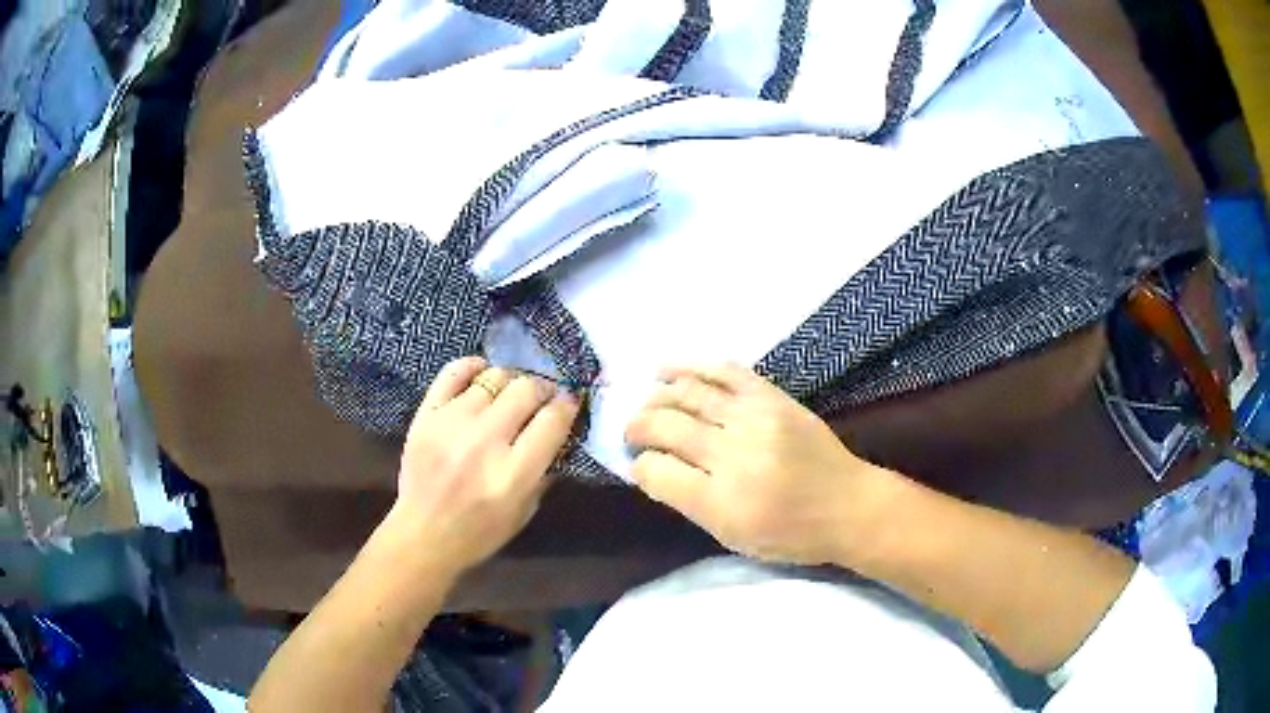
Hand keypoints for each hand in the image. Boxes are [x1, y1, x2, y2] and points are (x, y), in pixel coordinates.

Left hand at [389, 357, 579, 577]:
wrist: (422, 535)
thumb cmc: (480, 532)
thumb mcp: (526, 510)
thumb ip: (545, 469)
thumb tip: (560, 429)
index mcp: (513, 474)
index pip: (553, 420)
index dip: (568, 405)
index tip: (569, 403)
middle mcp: (484, 442)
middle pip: (526, 390)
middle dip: (543, 389)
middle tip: (542, 398)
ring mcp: (451, 424)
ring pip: (494, 377)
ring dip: (511, 381)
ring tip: (511, 393)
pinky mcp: (426, 415)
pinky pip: (453, 372)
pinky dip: (473, 366)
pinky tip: (482, 374)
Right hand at [625, 363, 896, 565]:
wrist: (848, 504)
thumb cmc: (790, 534)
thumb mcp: (732, 536)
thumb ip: (688, 502)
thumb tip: (651, 468)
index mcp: (721, 501)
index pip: (657, 472)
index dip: (639, 465)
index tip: (638, 464)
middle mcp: (734, 454)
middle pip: (666, 426)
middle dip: (637, 426)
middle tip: (630, 432)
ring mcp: (755, 419)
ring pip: (689, 393)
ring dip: (657, 395)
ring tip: (645, 400)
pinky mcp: (772, 397)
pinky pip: (724, 371)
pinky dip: (692, 366)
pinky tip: (669, 369)